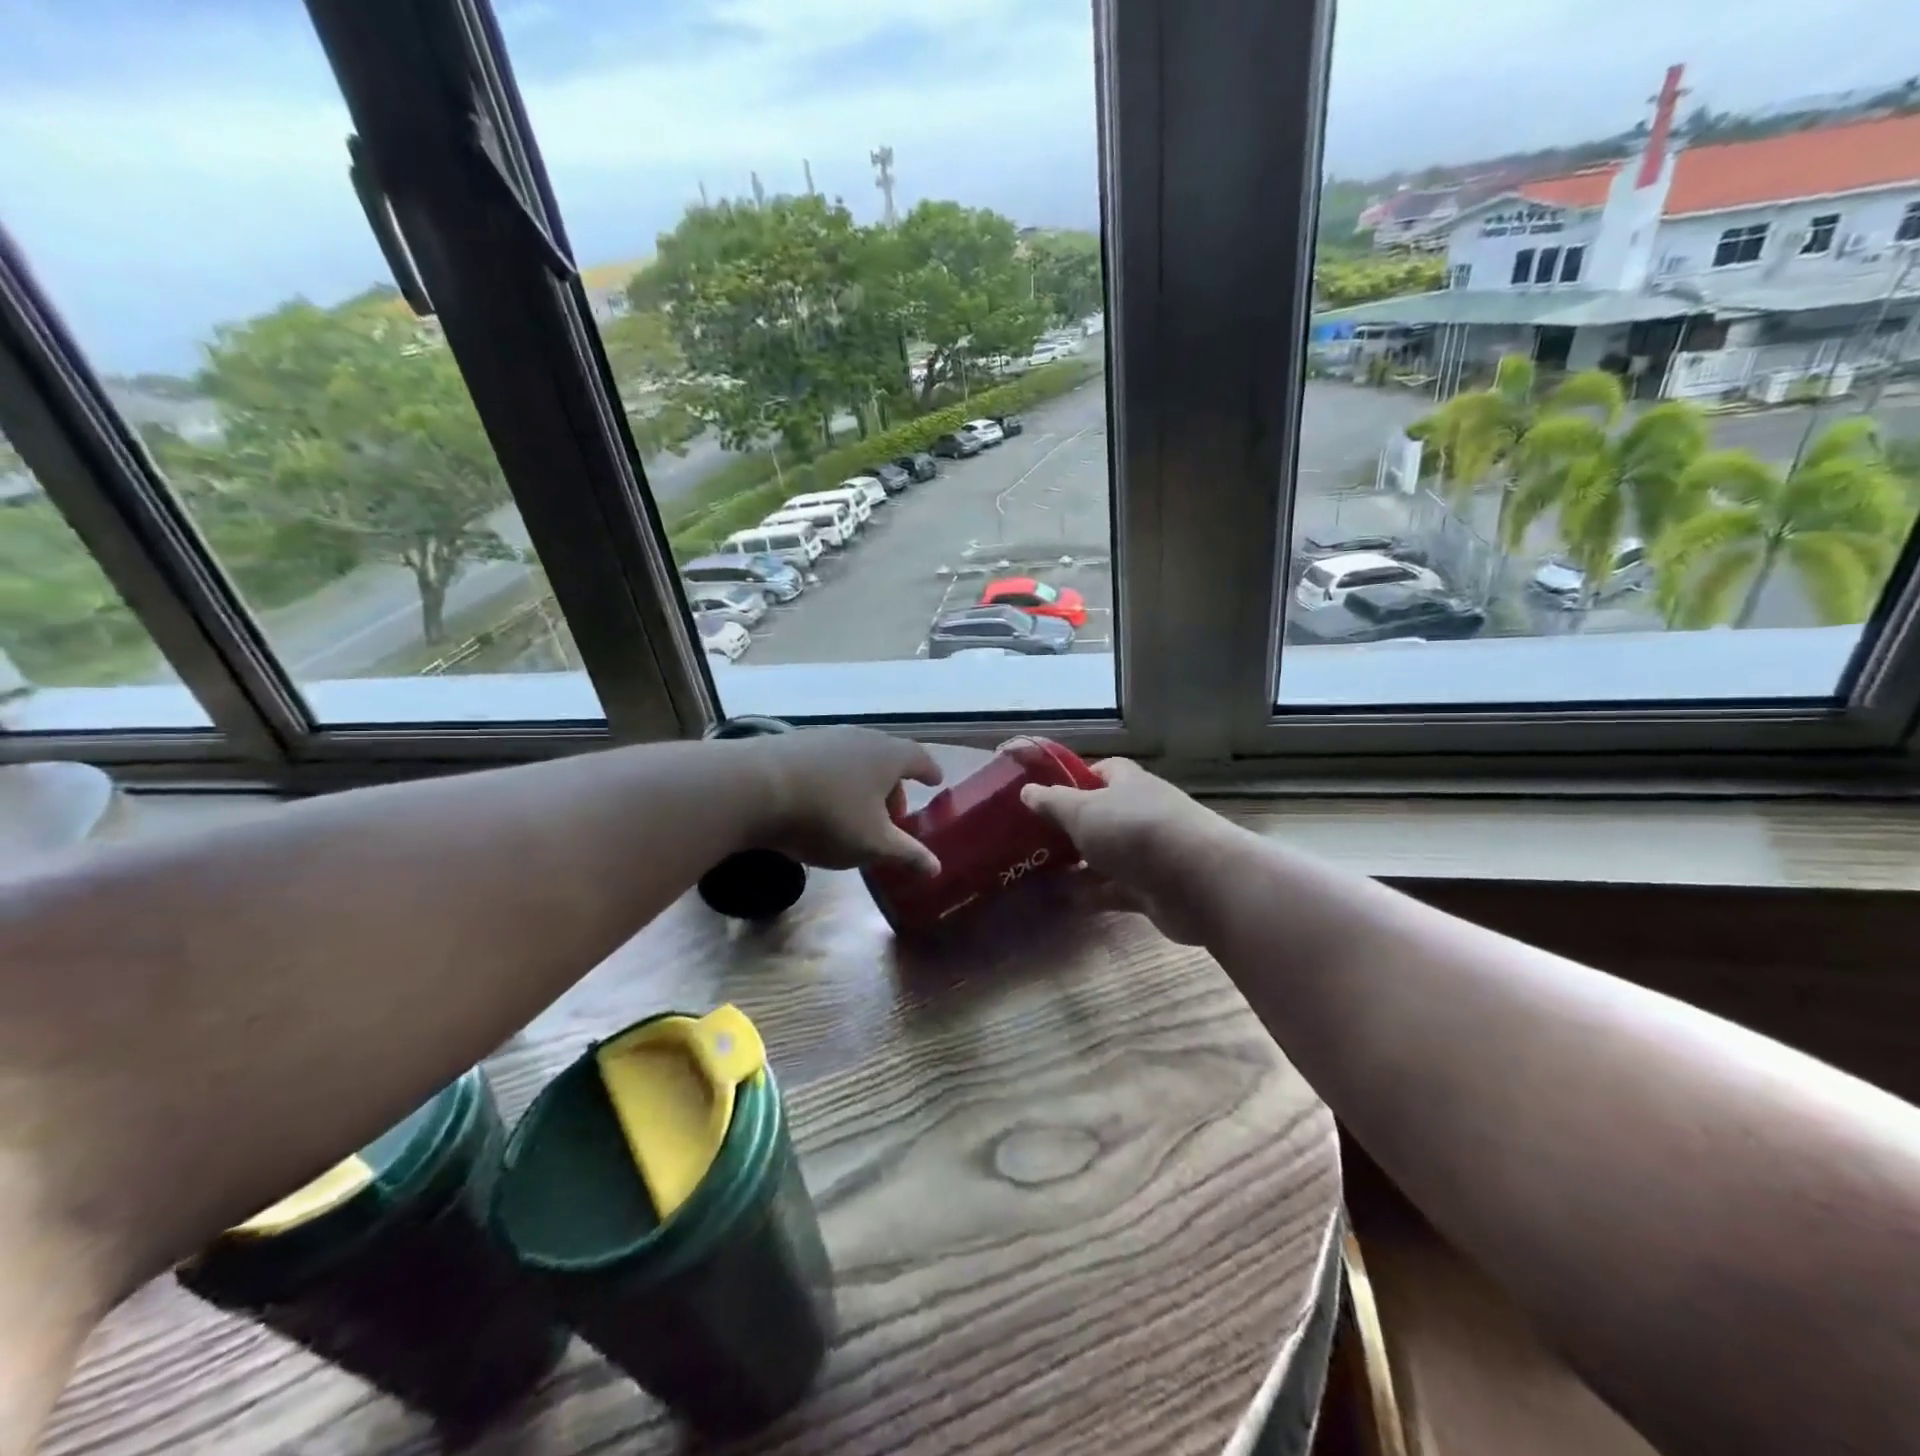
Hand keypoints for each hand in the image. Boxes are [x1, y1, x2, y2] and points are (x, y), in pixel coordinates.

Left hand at [745, 727, 944, 874]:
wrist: (754, 788)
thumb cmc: (827, 815)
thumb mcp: (872, 844)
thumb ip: (907, 854)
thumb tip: (937, 868)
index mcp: (887, 756)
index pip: (919, 758)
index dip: (929, 771)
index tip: (935, 781)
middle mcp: (860, 738)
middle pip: (886, 759)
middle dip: (893, 787)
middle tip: (893, 816)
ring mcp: (824, 738)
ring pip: (854, 760)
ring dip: (861, 785)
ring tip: (856, 814)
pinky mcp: (793, 745)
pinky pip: (826, 764)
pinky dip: (834, 782)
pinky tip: (820, 804)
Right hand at [1021, 758, 1227, 943]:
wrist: (1197, 881)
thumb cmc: (1134, 831)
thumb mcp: (1082, 810)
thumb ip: (1052, 802)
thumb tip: (1026, 790)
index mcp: (1128, 783)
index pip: (1101, 771)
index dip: (1075, 779)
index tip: (1045, 794)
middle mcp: (1141, 813)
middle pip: (1102, 815)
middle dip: (1072, 826)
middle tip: (1034, 838)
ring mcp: (1149, 852)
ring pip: (1107, 854)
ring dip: (1080, 864)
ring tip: (1040, 873)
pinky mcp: (1153, 889)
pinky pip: (1115, 889)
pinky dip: (1093, 894)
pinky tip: (1065, 901)